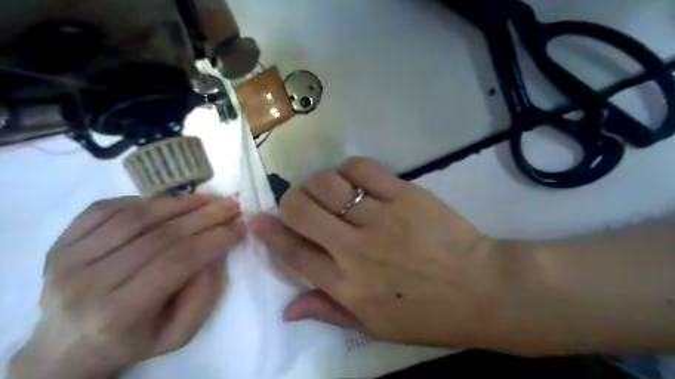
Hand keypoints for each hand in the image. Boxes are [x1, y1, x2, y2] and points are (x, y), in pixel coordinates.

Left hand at [7, 195, 245, 378]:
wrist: (68, 345)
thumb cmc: (133, 340)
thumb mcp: (179, 334)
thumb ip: (203, 295)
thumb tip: (214, 251)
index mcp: (118, 313)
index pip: (176, 262)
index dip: (214, 239)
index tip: (240, 227)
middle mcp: (87, 283)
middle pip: (160, 235)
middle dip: (205, 216)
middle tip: (232, 205)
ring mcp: (68, 258)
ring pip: (136, 216)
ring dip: (180, 202)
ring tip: (208, 198)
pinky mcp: (61, 242)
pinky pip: (107, 208)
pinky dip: (145, 201)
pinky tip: (169, 202)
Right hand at [253, 158, 505, 348]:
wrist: (482, 289)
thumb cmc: (428, 314)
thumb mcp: (375, 327)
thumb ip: (328, 312)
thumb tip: (286, 309)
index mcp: (347, 285)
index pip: (293, 252)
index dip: (270, 233)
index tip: (258, 219)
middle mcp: (355, 249)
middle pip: (301, 211)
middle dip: (289, 202)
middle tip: (296, 203)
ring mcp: (380, 218)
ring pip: (327, 185)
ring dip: (316, 183)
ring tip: (325, 190)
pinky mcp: (404, 195)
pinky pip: (363, 168)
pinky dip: (348, 168)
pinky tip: (351, 177)